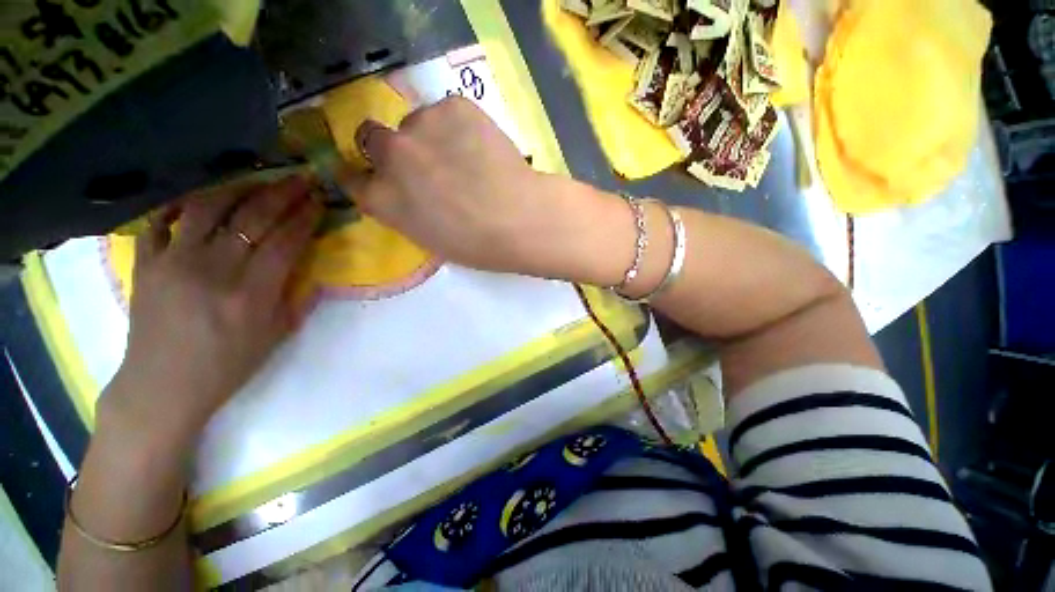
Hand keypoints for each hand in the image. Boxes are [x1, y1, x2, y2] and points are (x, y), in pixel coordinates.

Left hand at [99, 177, 322, 444]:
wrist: (164, 385)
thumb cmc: (229, 364)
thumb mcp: (277, 335)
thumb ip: (298, 297)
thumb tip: (311, 267)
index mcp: (252, 294)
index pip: (286, 242)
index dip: (305, 217)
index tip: (318, 201)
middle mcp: (214, 270)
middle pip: (253, 218)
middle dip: (282, 194)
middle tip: (300, 179)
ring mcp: (174, 262)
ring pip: (208, 208)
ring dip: (238, 188)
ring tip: (258, 179)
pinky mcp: (146, 263)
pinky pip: (161, 220)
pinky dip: (181, 203)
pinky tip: (201, 198)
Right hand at [340, 97, 626, 282]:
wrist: (520, 220)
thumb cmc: (479, 245)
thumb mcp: (431, 239)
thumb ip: (407, 212)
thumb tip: (407, 192)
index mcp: (382, 200)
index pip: (352, 177)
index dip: (367, 175)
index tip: (380, 175)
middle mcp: (390, 156)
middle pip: (371, 137)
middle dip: (391, 149)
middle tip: (424, 161)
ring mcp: (420, 126)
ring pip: (415, 123)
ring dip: (431, 137)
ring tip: (466, 157)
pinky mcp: (454, 106)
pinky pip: (448, 112)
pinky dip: (460, 126)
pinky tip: (481, 146)